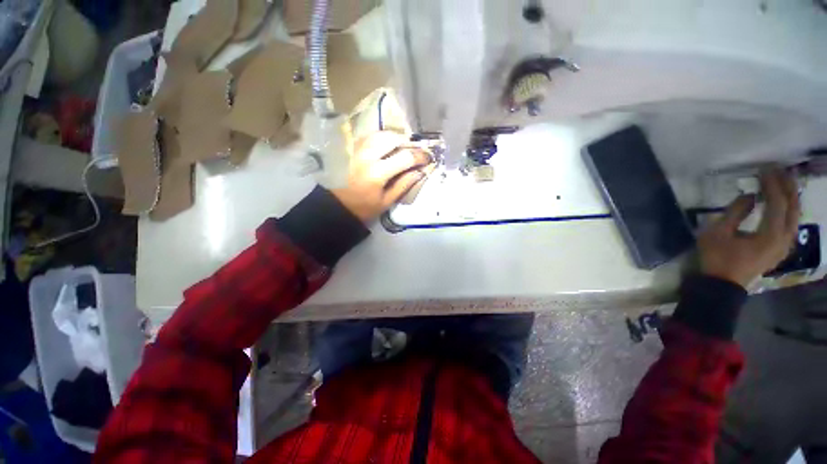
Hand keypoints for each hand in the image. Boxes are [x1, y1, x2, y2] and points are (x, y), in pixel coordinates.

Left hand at [332, 131, 431, 222]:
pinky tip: (388, 146)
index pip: (405, 157)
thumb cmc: (364, 207)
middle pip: (393, 138)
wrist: (339, 204)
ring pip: (381, 134)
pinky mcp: (352, 148)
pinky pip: (371, 136)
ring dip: (396, 138)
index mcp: (377, 173)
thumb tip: (420, 172)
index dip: (420, 156)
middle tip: (416, 151)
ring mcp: (358, 149)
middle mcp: (367, 156)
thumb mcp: (387, 201)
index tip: (428, 158)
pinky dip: (383, 138)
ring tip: (404, 147)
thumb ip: (404, 185)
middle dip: (409, 142)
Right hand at [698, 168, 800, 286]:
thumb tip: (749, 195)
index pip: (777, 203)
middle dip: (787, 186)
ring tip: (783, 182)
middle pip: (793, 208)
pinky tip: (782, 203)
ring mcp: (784, 245)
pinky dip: (788, 209)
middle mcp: (784, 239)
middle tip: (779, 170)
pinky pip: (790, 224)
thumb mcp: (718, 233)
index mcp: (770, 235)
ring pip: (795, 216)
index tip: (765, 169)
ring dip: (790, 197)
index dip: (772, 184)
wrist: (722, 285)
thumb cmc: (717, 258)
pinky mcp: (780, 248)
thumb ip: (735, 213)